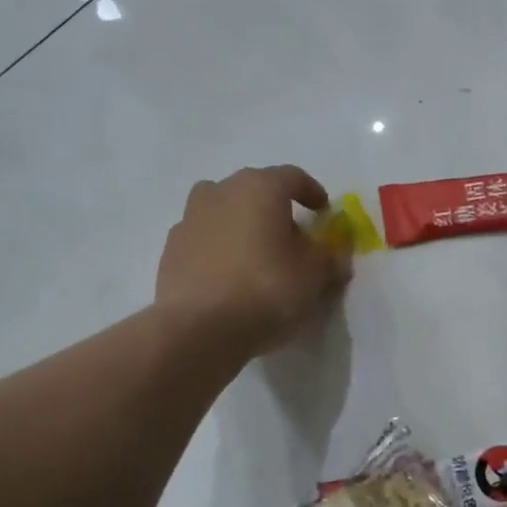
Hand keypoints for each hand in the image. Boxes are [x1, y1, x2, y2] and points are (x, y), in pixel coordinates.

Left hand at [156, 165, 350, 354]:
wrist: (198, 329)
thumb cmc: (266, 290)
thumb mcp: (315, 277)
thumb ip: (329, 258)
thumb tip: (335, 253)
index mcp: (260, 188)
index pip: (292, 177)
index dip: (312, 192)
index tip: (323, 212)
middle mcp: (221, 192)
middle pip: (254, 190)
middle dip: (275, 208)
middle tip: (291, 237)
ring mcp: (190, 218)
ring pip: (224, 211)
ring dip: (242, 225)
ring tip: (257, 254)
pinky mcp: (171, 249)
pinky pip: (204, 239)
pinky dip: (219, 248)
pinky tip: (229, 276)